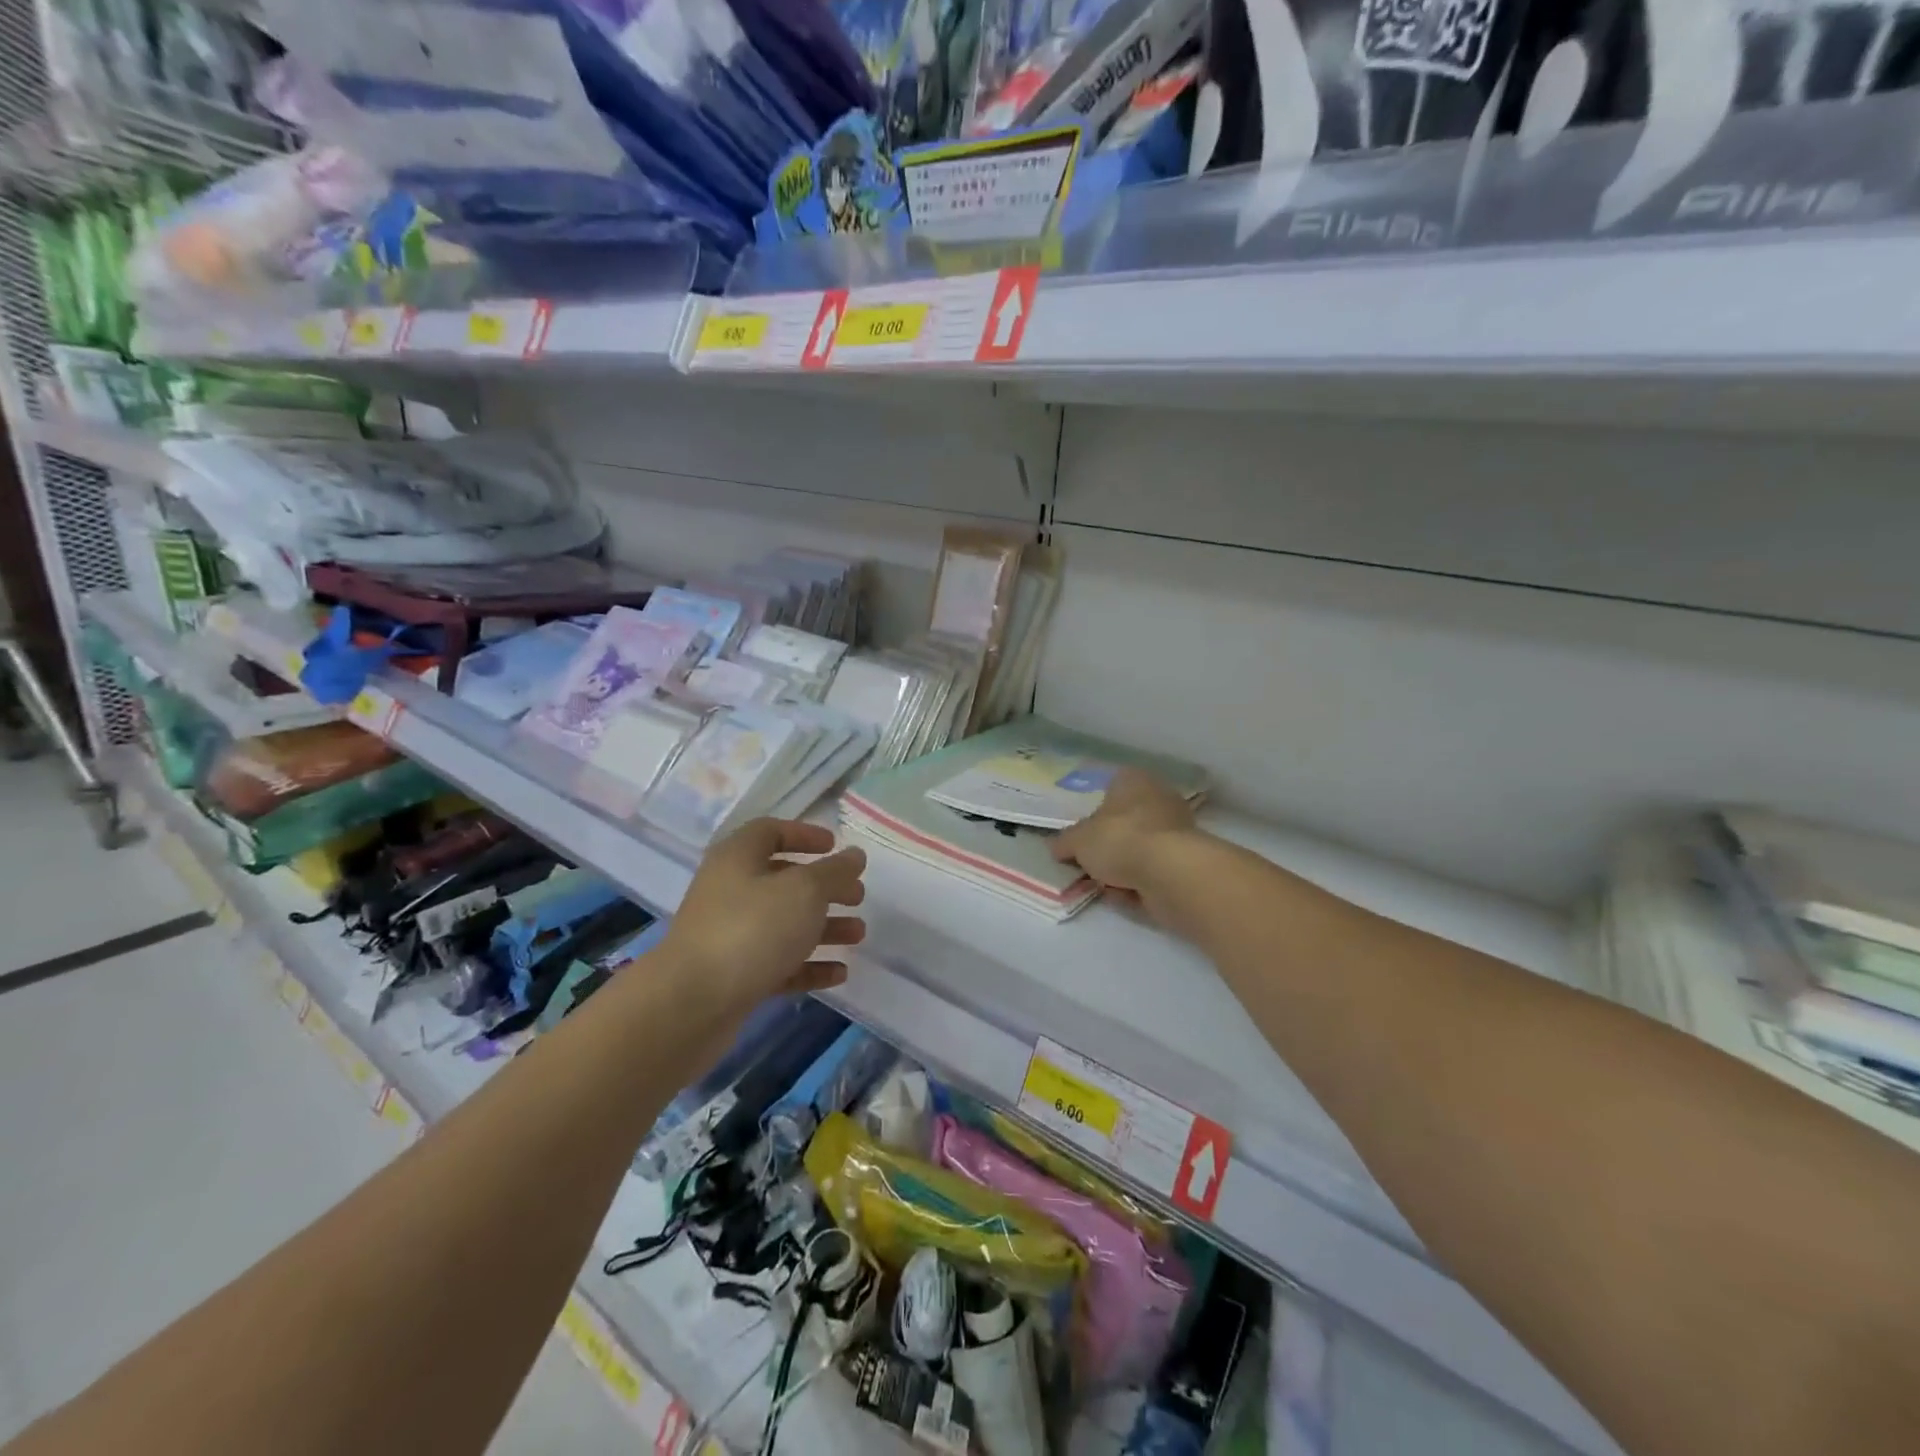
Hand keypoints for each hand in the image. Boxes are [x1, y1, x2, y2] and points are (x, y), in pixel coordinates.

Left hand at [662, 820, 866, 1019]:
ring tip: (858, 935)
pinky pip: (778, 963)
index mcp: (739, 858)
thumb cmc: (752, 929)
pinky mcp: (734, 976)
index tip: (836, 846)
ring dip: (823, 927)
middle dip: (824, 887)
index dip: (805, 834)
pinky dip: (808, 965)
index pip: (771, 832)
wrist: (692, 1003)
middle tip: (857, 897)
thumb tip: (854, 855)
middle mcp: (730, 891)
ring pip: (784, 924)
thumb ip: (835, 871)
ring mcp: (730, 935)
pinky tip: (839, 974)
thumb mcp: (805, 890)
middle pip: (783, 880)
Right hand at [1051, 769, 1197, 921]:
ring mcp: (1177, 830)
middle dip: (1108, 843)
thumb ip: (1064, 842)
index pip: (1111, 787)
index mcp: (1133, 780)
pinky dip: (1139, 883)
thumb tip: (1056, 847)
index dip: (1094, 810)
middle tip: (1089, 861)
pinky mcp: (1186, 862)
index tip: (1082, 834)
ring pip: (1139, 849)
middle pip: (1126, 821)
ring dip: (1122, 867)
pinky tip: (1126, 895)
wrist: (1169, 874)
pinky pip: (1152, 871)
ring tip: (1105, 883)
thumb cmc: (1119, 840)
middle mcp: (1159, 798)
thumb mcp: (1077, 840)